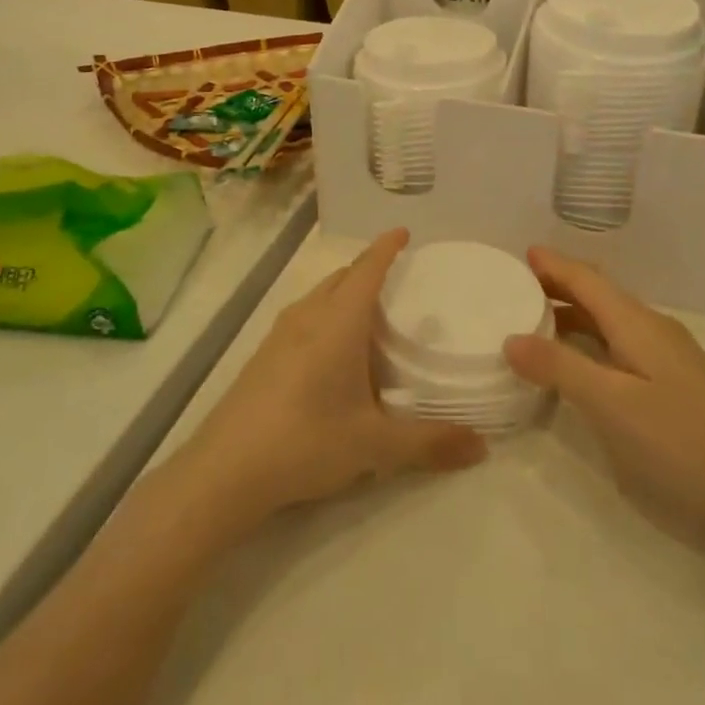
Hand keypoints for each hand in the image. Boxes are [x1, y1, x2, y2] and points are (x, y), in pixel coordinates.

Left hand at [176, 229, 486, 532]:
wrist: (223, 472)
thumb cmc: (306, 441)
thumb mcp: (375, 445)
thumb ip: (430, 442)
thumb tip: (481, 447)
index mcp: (337, 322)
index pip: (367, 269)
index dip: (386, 248)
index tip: (404, 232)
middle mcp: (307, 317)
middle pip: (341, 277)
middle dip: (368, 269)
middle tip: (398, 278)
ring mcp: (279, 335)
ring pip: (318, 297)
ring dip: (344, 292)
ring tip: (370, 312)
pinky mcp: (262, 357)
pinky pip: (303, 318)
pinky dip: (326, 315)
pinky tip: (333, 351)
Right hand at [504, 247, 704, 538]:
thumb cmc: (684, 443)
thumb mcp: (612, 404)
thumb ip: (560, 367)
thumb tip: (511, 338)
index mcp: (637, 325)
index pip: (587, 281)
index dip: (554, 266)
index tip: (521, 253)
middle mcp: (650, 334)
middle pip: (597, 298)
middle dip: (559, 287)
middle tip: (514, 287)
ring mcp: (664, 365)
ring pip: (608, 327)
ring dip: (571, 319)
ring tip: (531, 322)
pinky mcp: (670, 395)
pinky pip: (617, 354)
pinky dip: (587, 349)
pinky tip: (573, 370)